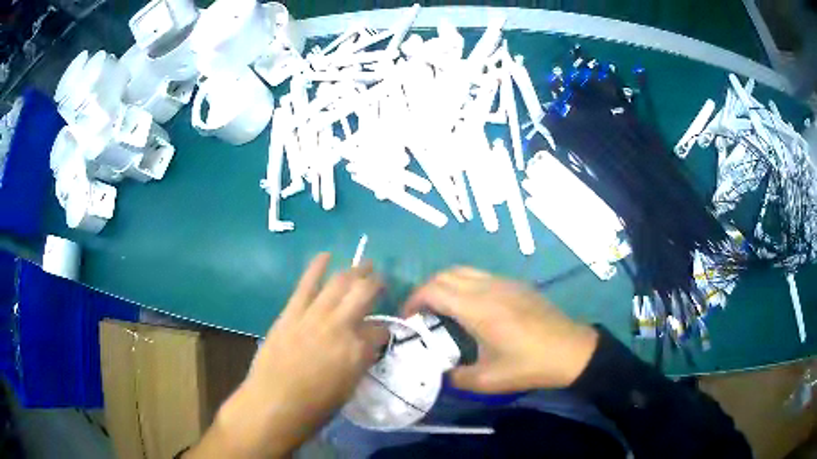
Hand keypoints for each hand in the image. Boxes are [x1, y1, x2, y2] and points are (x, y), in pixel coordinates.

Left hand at [189, 253, 384, 457]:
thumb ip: (361, 361)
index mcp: (358, 351)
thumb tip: (367, 344)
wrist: (274, 403)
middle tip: (379, 278)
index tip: (382, 330)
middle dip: (375, 283)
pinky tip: (325, 255)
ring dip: (353, 271)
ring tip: (363, 263)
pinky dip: (316, 267)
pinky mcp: (291, 313)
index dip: (383, 329)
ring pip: (338, 284)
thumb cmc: (315, 406)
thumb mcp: (349, 388)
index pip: (380, 331)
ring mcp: (314, 317)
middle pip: (363, 295)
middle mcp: (340, 327)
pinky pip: (306, 285)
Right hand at [403, 267, 597, 392]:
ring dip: (445, 285)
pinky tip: (470, 309)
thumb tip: (440, 372)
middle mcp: (488, 287)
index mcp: (478, 308)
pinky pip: (480, 276)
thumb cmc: (529, 365)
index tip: (407, 319)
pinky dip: (463, 285)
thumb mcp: (487, 380)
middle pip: (445, 275)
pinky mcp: (516, 285)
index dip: (413, 300)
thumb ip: (455, 377)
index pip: (434, 289)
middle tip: (420, 315)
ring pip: (463, 271)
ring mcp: (504, 282)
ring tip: (441, 310)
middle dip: (425, 290)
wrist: (571, 351)